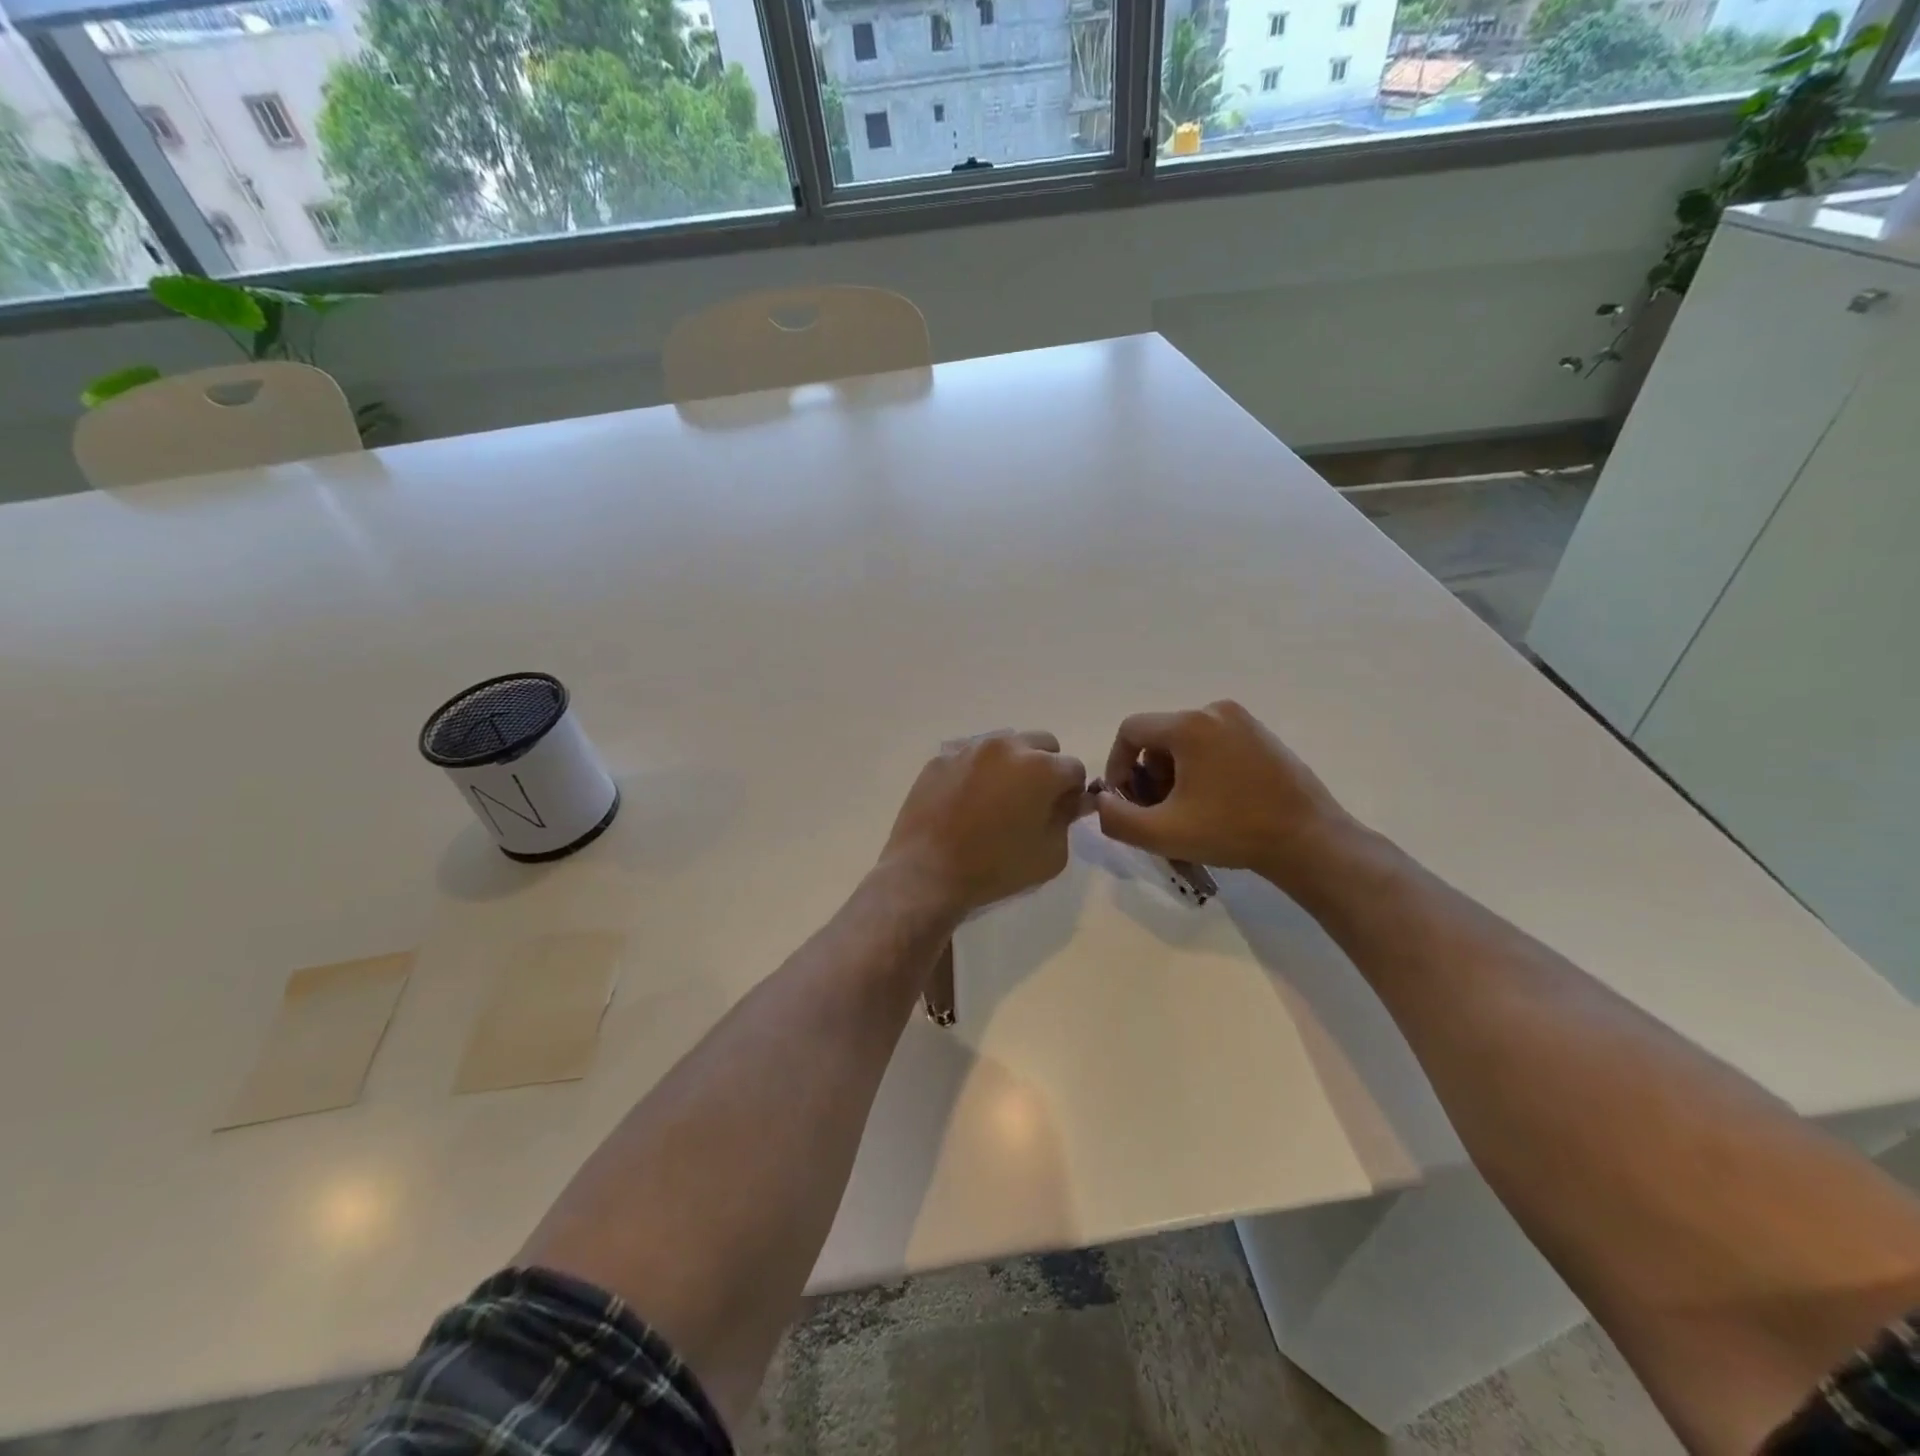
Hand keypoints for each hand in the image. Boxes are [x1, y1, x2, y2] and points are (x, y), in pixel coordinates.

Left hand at [882, 730, 1091, 915]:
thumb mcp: (1051, 855)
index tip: (1060, 812)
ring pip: (1006, 743)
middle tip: (1032, 801)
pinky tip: (967, 798)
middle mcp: (1007, 746)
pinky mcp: (941, 757)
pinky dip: (979, 769)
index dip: (1072, 792)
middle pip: (1043, 744)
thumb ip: (1067, 819)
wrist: (926, 872)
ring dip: (1012, 763)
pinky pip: (971, 754)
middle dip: (1046, 767)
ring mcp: (970, 748)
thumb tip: (1071, 800)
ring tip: (997, 797)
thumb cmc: (995, 868)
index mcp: (1041, 768)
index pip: (1074, 768)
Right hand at [1095, 700, 1357, 890]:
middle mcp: (1215, 710)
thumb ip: (1116, 817)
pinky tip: (1214, 802)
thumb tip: (1102, 800)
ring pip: (1185, 740)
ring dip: (1174, 772)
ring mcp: (1243, 720)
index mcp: (1189, 725)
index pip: (1131, 730)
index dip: (1117, 764)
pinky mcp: (1262, 735)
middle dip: (1149, 773)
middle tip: (1158, 811)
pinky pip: (1213, 743)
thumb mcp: (1162, 833)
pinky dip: (1201, 768)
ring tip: (1186, 810)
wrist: (1309, 841)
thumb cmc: (1232, 832)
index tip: (1125, 799)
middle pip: (1159, 735)